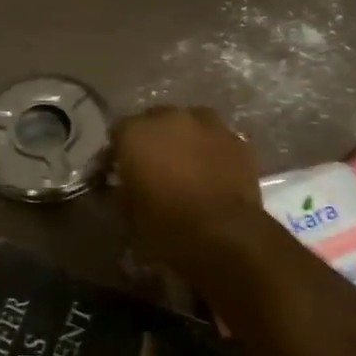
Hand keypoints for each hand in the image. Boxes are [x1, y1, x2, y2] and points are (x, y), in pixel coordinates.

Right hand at [112, 106, 264, 266]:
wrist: (225, 238)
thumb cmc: (166, 228)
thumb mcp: (128, 215)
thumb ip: (122, 190)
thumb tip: (123, 185)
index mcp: (134, 132)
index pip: (118, 133)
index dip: (118, 154)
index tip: (120, 173)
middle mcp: (169, 117)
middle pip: (155, 121)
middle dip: (153, 141)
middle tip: (154, 169)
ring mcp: (207, 125)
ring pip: (189, 125)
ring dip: (184, 141)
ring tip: (186, 168)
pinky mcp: (237, 141)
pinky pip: (216, 140)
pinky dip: (211, 152)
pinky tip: (212, 175)